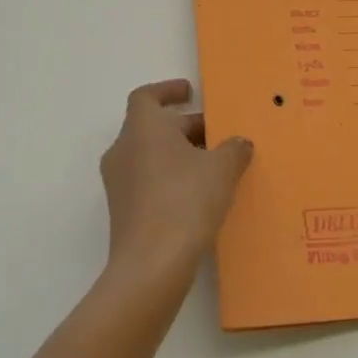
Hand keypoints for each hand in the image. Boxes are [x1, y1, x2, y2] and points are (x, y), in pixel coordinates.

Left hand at [100, 80, 252, 285]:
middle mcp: (124, 150)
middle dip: (185, 127)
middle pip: (152, 127)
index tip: (191, 93)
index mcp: (142, 128)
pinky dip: (170, 179)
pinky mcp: (123, 212)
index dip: (168, 91)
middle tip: (217, 135)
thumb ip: (233, 149)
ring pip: (150, 155)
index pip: (147, 96)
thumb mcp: (222, 169)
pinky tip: (199, 196)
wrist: (151, 266)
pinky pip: (148, 182)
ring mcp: (119, 183)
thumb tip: (239, 143)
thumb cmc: (185, 201)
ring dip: (179, 155)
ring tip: (214, 166)